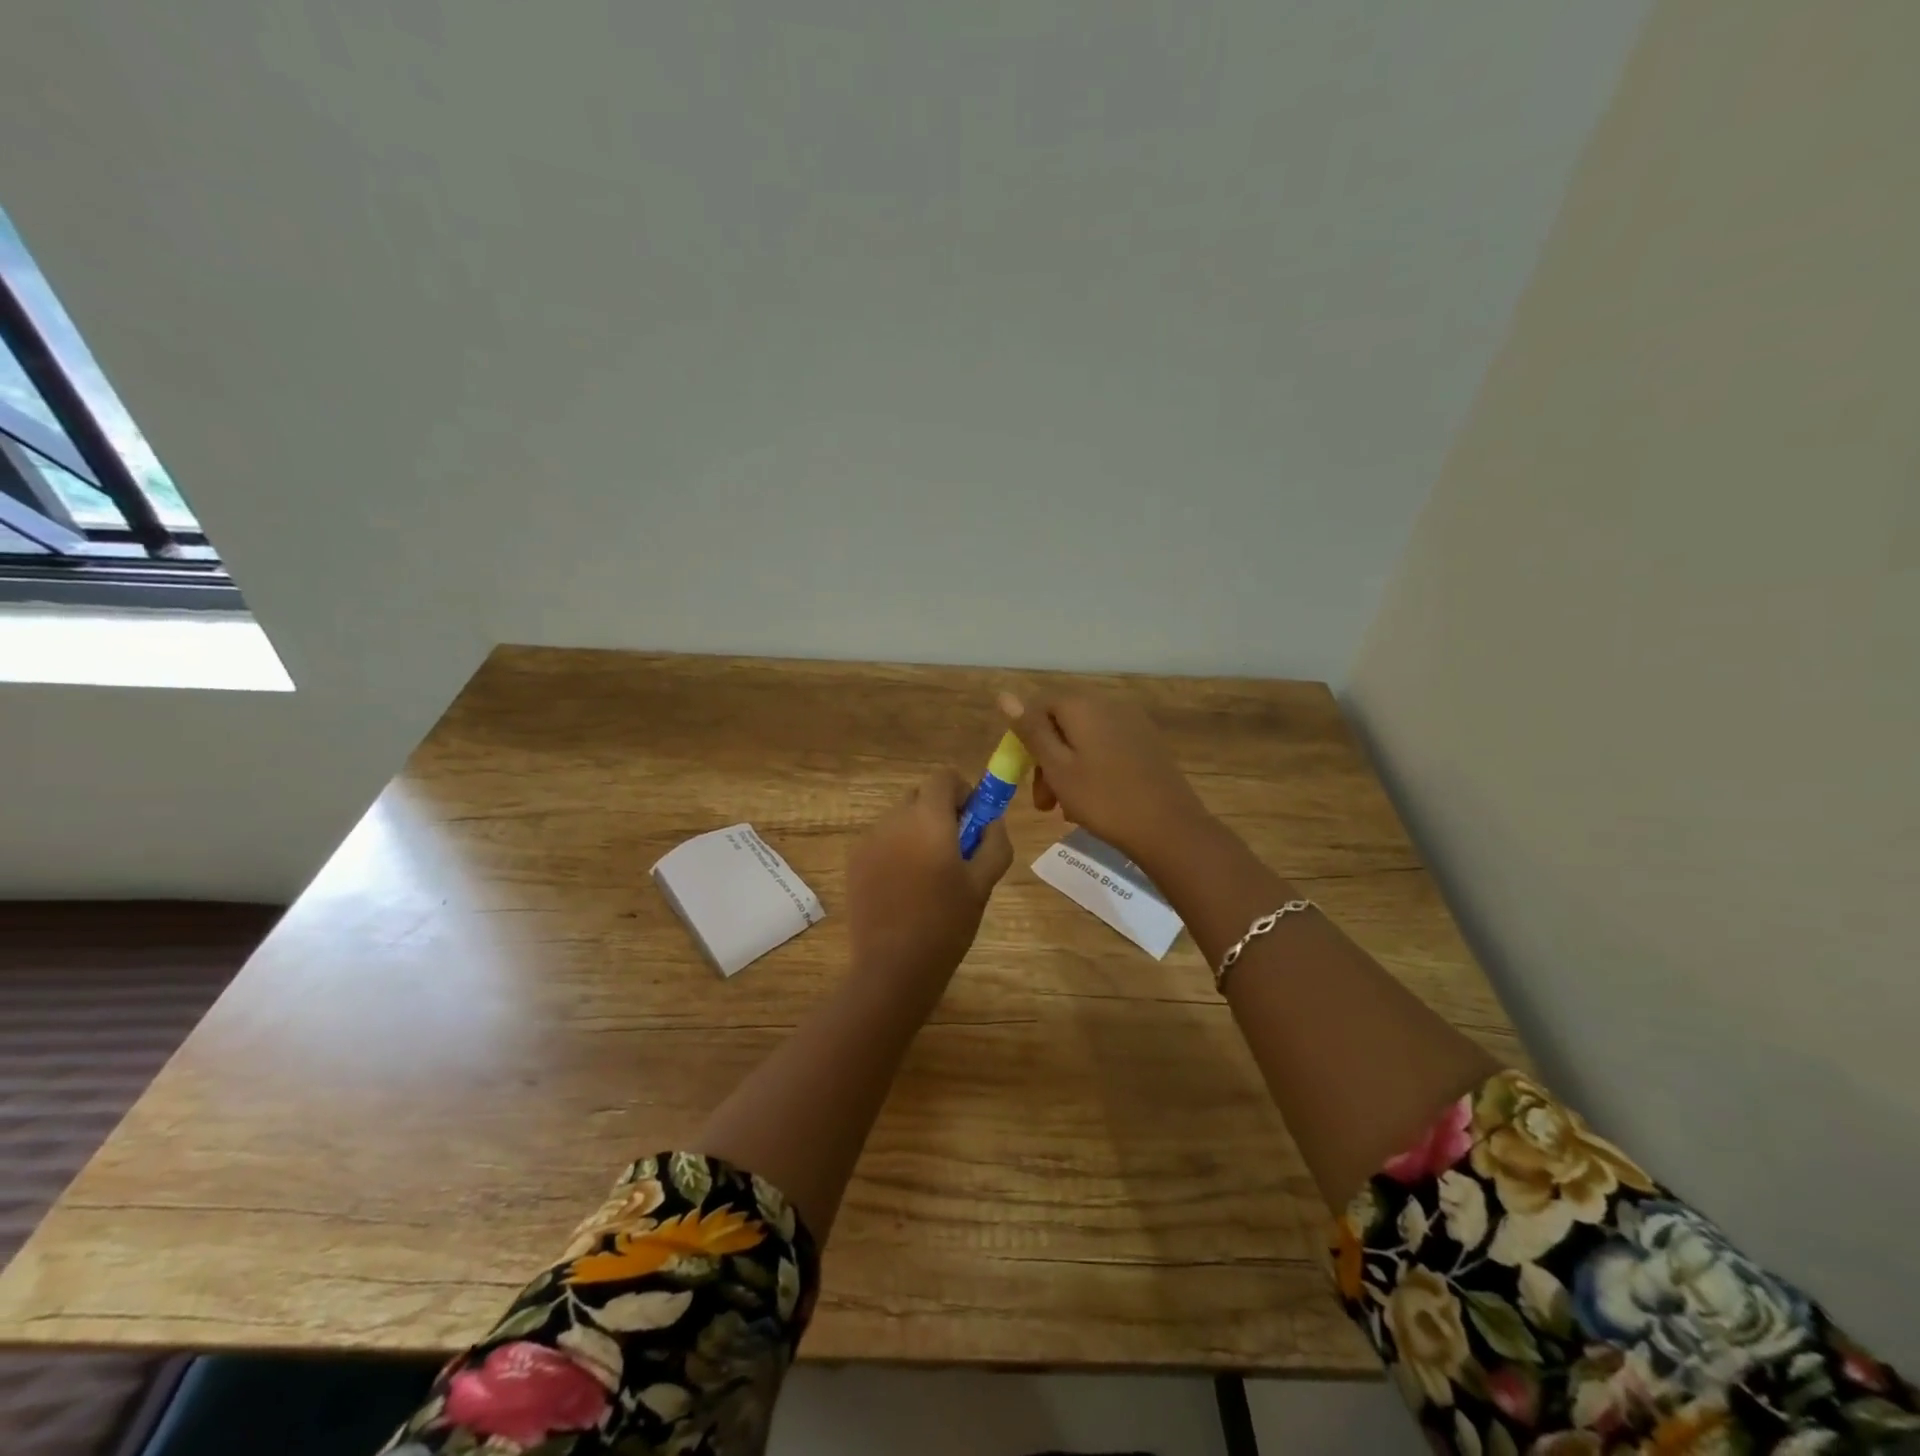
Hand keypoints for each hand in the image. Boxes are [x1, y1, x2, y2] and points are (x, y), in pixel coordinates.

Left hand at [846, 768, 1012, 988]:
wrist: (893, 967)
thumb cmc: (946, 923)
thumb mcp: (982, 883)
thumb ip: (994, 842)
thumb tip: (993, 820)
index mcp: (928, 818)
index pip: (943, 777)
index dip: (963, 792)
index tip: (973, 821)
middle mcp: (894, 819)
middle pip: (920, 796)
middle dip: (940, 812)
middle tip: (955, 851)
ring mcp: (869, 840)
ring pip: (900, 819)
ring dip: (917, 832)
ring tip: (928, 876)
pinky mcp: (854, 862)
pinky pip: (882, 841)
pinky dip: (896, 850)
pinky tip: (904, 888)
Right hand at [998, 691, 1213, 865]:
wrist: (1170, 829)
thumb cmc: (1104, 800)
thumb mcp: (1057, 768)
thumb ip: (1031, 730)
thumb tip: (1005, 695)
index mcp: (1083, 706)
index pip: (1039, 706)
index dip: (1024, 738)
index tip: (1021, 775)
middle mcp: (1109, 705)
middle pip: (1062, 724)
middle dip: (1046, 760)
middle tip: (1043, 802)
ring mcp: (1133, 724)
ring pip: (1084, 740)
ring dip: (1067, 769)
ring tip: (1065, 809)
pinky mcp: (1148, 744)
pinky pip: (1107, 748)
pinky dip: (1092, 769)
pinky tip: (1093, 801)